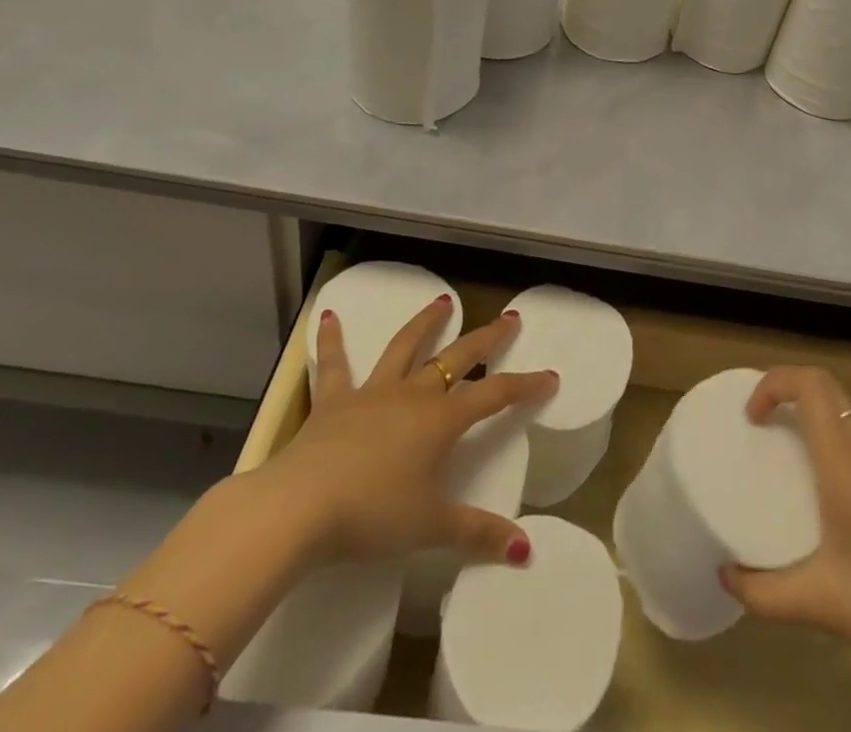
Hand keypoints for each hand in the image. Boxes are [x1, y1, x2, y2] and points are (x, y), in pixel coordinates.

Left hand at [246, 295, 557, 568]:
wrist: (300, 507)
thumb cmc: (371, 515)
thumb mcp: (429, 528)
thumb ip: (477, 533)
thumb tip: (525, 550)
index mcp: (441, 421)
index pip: (494, 396)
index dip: (525, 386)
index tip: (549, 376)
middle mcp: (412, 395)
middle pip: (457, 358)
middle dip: (486, 338)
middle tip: (508, 318)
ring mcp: (372, 393)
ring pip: (405, 347)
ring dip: (426, 323)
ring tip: (443, 300)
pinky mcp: (332, 402)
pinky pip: (333, 365)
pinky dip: (332, 340)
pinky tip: (328, 316)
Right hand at [720, 366, 850, 684]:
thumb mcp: (822, 604)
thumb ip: (766, 594)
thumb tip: (726, 577)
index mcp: (845, 460)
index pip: (810, 383)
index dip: (774, 383)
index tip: (751, 418)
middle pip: (825, 389)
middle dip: (786, 394)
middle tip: (760, 431)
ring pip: (844, 415)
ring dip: (810, 419)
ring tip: (785, 462)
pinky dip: (831, 445)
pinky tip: (826, 499)